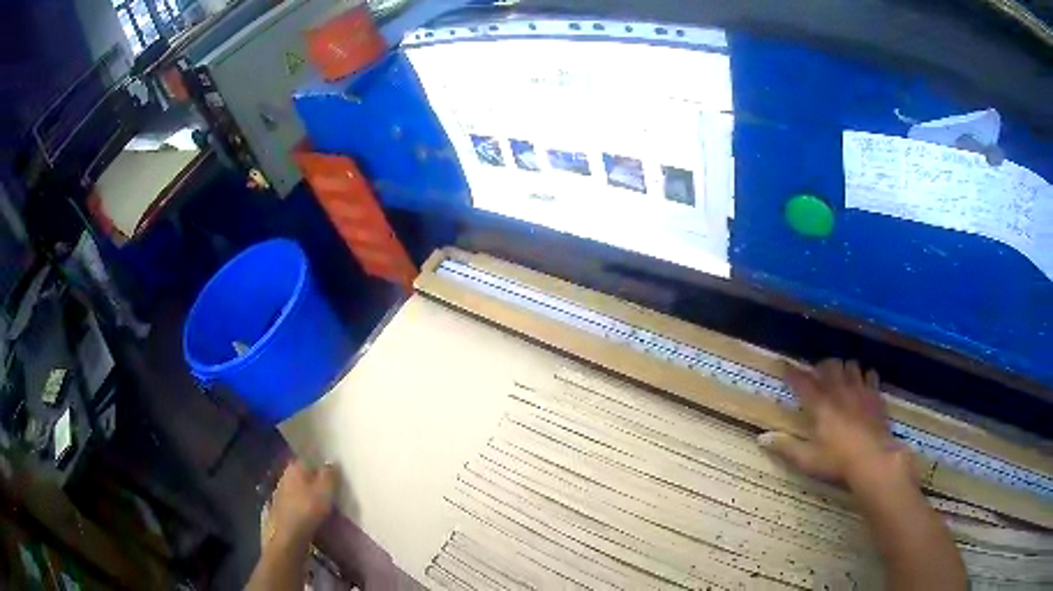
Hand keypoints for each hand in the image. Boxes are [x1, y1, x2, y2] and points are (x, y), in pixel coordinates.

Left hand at [269, 460, 337, 544]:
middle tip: (330, 489)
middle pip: (303, 474)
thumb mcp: (326, 490)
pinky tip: (311, 514)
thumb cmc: (308, 508)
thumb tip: (331, 463)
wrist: (288, 534)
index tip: (333, 473)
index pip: (309, 459)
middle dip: (315, 480)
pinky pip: (295, 502)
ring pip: (298, 488)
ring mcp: (280, 492)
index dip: (321, 464)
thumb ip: (330, 474)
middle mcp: (284, 475)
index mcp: (295, 467)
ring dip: (308, 494)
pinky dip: (303, 505)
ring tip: (323, 503)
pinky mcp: (280, 508)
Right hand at [759, 359, 914, 488]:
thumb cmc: (837, 461)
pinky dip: (865, 376)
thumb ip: (785, 448)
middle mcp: (839, 391)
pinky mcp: (875, 396)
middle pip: (829, 366)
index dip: (792, 372)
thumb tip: (761, 438)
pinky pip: (870, 375)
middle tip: (816, 375)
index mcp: (819, 405)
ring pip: (850, 365)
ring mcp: (860, 391)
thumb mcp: (806, 460)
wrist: (873, 459)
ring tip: (841, 377)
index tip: (784, 364)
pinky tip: (863, 384)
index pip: (802, 382)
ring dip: (844, 368)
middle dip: (821, 367)